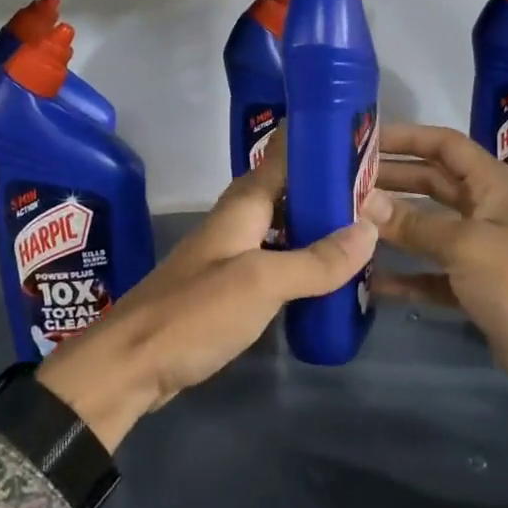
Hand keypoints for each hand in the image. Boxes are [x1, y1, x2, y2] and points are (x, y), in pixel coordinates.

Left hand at [37, 131, 377, 451]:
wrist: (130, 366)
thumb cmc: (195, 314)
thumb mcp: (262, 283)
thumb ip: (315, 260)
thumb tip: (368, 229)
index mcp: (241, 207)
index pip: (282, 159)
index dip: (317, 145)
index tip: (360, 141)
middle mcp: (234, 224)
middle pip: (285, 194)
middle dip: (325, 191)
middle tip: (376, 195)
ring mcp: (227, 258)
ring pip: (280, 230)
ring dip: (315, 229)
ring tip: (361, 235)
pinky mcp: (225, 291)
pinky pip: (272, 264)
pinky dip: (299, 264)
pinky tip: (323, 279)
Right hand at [364, 123, 507, 461]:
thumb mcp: (466, 245)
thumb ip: (413, 223)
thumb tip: (363, 201)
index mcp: (494, 185)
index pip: (445, 145)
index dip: (407, 139)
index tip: (365, 141)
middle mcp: (486, 210)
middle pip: (432, 184)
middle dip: (392, 180)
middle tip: (346, 182)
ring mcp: (480, 250)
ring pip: (428, 228)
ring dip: (393, 225)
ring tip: (349, 222)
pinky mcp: (475, 287)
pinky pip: (431, 273)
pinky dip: (406, 274)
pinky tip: (372, 280)